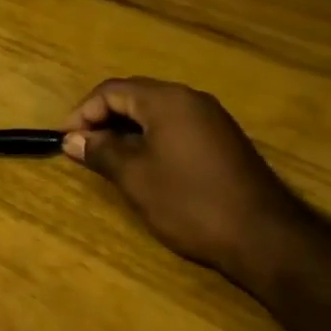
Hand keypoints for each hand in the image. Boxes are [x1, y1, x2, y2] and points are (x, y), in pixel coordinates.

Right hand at [61, 77, 304, 283]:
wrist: (265, 239)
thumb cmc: (190, 203)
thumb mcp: (135, 178)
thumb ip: (101, 152)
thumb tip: (72, 139)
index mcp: (167, 100)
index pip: (112, 91)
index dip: (82, 112)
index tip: (65, 140)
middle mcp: (191, 99)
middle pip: (134, 96)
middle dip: (103, 119)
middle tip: (82, 148)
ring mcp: (212, 119)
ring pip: (156, 112)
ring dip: (126, 130)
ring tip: (107, 158)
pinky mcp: (224, 141)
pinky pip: (176, 127)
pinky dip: (151, 138)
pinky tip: (143, 165)